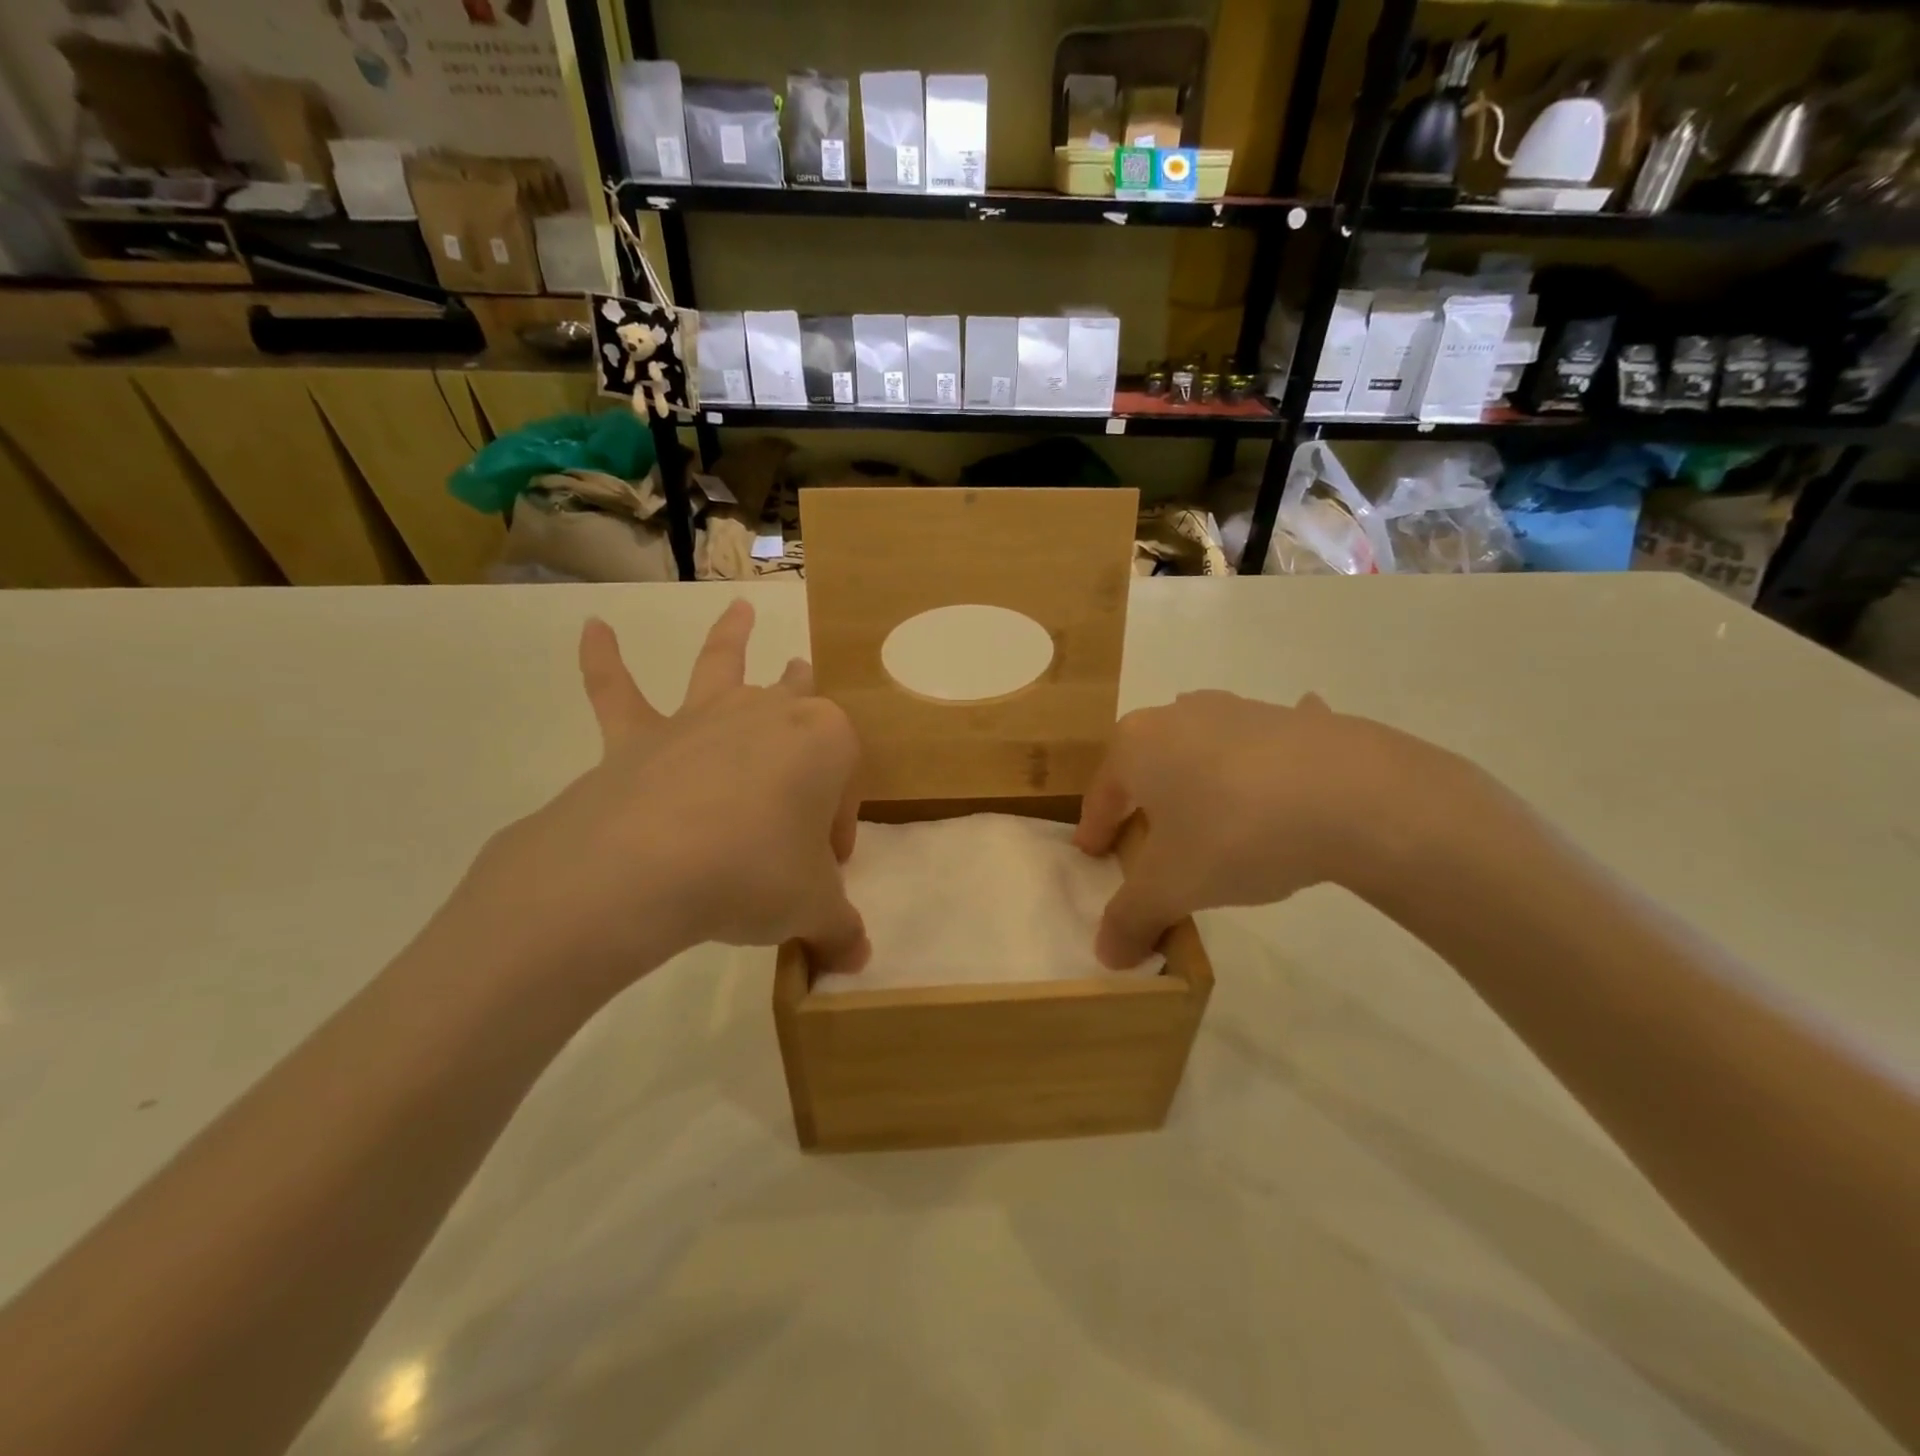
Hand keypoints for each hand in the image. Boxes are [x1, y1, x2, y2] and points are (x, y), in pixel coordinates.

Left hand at [447, 600, 868, 1000]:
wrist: (646, 869)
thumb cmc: (754, 874)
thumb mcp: (811, 908)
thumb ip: (838, 930)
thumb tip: (854, 962)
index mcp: (825, 742)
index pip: (844, 781)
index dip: (839, 826)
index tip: (826, 869)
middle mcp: (768, 713)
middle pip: (797, 701)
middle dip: (807, 706)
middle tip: (809, 721)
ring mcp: (701, 717)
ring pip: (722, 666)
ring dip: (732, 638)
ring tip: (739, 610)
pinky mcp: (639, 737)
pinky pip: (617, 692)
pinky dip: (602, 662)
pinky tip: (592, 630)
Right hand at [1073, 691, 1448, 967]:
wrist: (1354, 795)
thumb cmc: (1235, 832)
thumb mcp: (1172, 887)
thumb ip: (1130, 918)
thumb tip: (1106, 955)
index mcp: (1137, 745)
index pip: (1101, 794)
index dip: (1094, 829)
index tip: (1092, 855)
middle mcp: (1180, 715)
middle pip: (1148, 768)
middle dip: (1144, 805)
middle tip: (1150, 847)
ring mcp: (1240, 710)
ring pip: (1201, 752)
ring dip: (1198, 784)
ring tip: (1211, 826)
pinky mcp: (1294, 720)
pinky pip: (1265, 748)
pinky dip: (1262, 766)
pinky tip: (1284, 791)